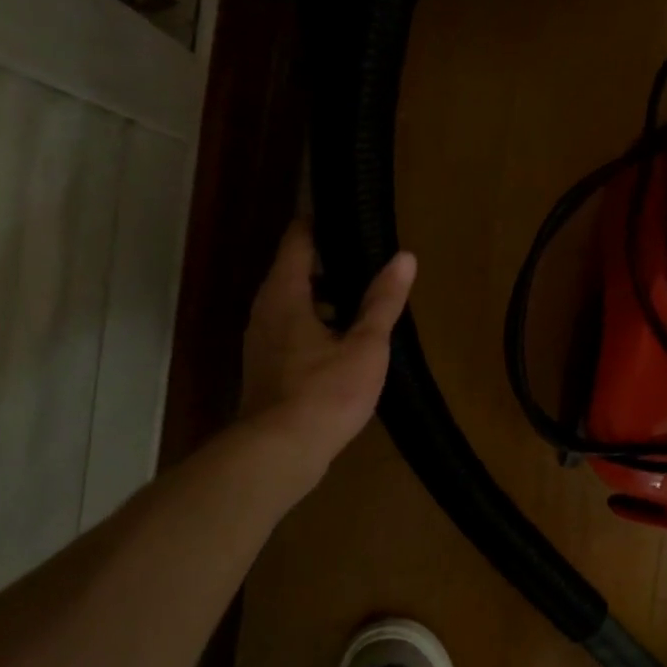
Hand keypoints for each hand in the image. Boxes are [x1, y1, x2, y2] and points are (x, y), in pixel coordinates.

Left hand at [238, 218, 416, 493]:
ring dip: (323, 297)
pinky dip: (315, 324)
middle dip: (329, 262)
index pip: (298, 240)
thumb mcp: (365, 345)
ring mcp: (261, 341)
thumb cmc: (325, 392)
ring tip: (363, 301)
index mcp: (285, 294)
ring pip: (292, 304)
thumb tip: (404, 257)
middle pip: (294, 271)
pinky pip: (291, 330)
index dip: (320, 222)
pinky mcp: (265, 368)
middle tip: (368, 258)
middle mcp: (265, 310)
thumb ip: (383, 301)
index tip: (347, 213)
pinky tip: (344, 343)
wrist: (279, 453)